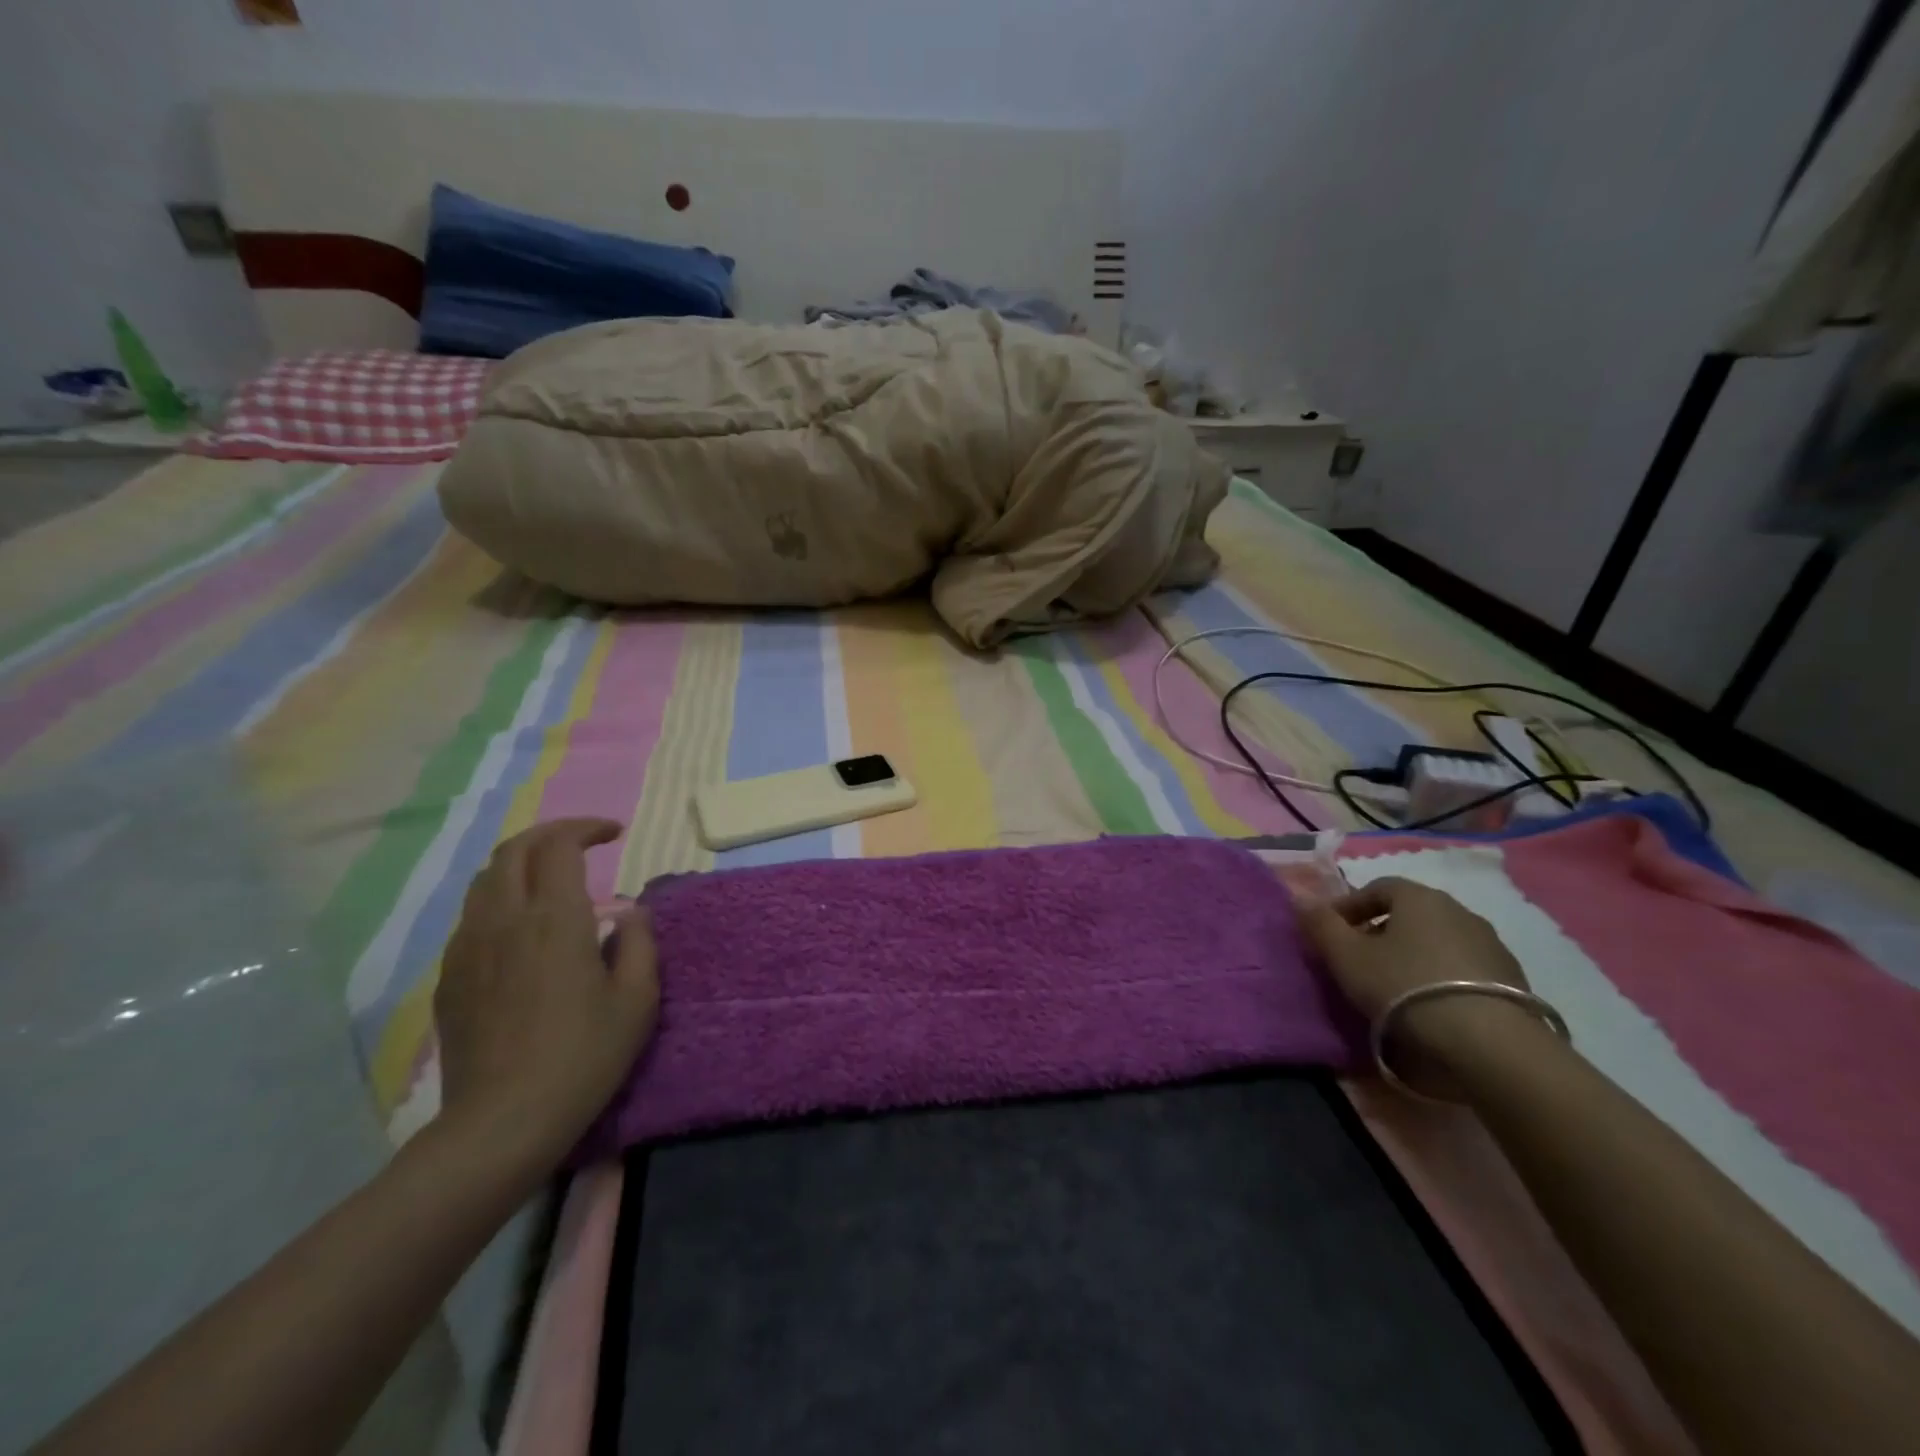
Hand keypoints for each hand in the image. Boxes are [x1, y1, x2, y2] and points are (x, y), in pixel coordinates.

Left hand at [433, 818, 659, 1173]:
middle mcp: (505, 920)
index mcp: (555, 919)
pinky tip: (521, 930)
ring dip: (520, 864)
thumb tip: (629, 914)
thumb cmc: (584, 1056)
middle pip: (513, 850)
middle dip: (549, 835)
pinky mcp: (450, 978)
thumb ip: (639, 944)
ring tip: (550, 879)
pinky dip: (499, 901)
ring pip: (485, 880)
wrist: (502, 1122)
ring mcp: (469, 948)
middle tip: (581, 843)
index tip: (613, 834)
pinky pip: (472, 918)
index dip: (586, 828)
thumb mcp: (638, 999)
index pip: (559, 845)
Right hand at [1299, 876, 1538, 1095]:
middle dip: (1380, 932)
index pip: (1376, 887)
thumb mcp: (1346, 956)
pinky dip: (1441, 978)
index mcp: (1418, 896)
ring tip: (1394, 989)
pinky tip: (1430, 1007)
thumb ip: (1319, 925)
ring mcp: (1491, 944)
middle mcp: (1458, 910)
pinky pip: (1464, 968)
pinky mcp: (1514, 980)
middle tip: (1358, 962)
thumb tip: (1300, 899)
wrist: (1490, 1044)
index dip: (1348, 908)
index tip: (1330, 934)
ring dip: (1413, 956)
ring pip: (1438, 941)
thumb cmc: (1404, 987)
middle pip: (1409, 914)